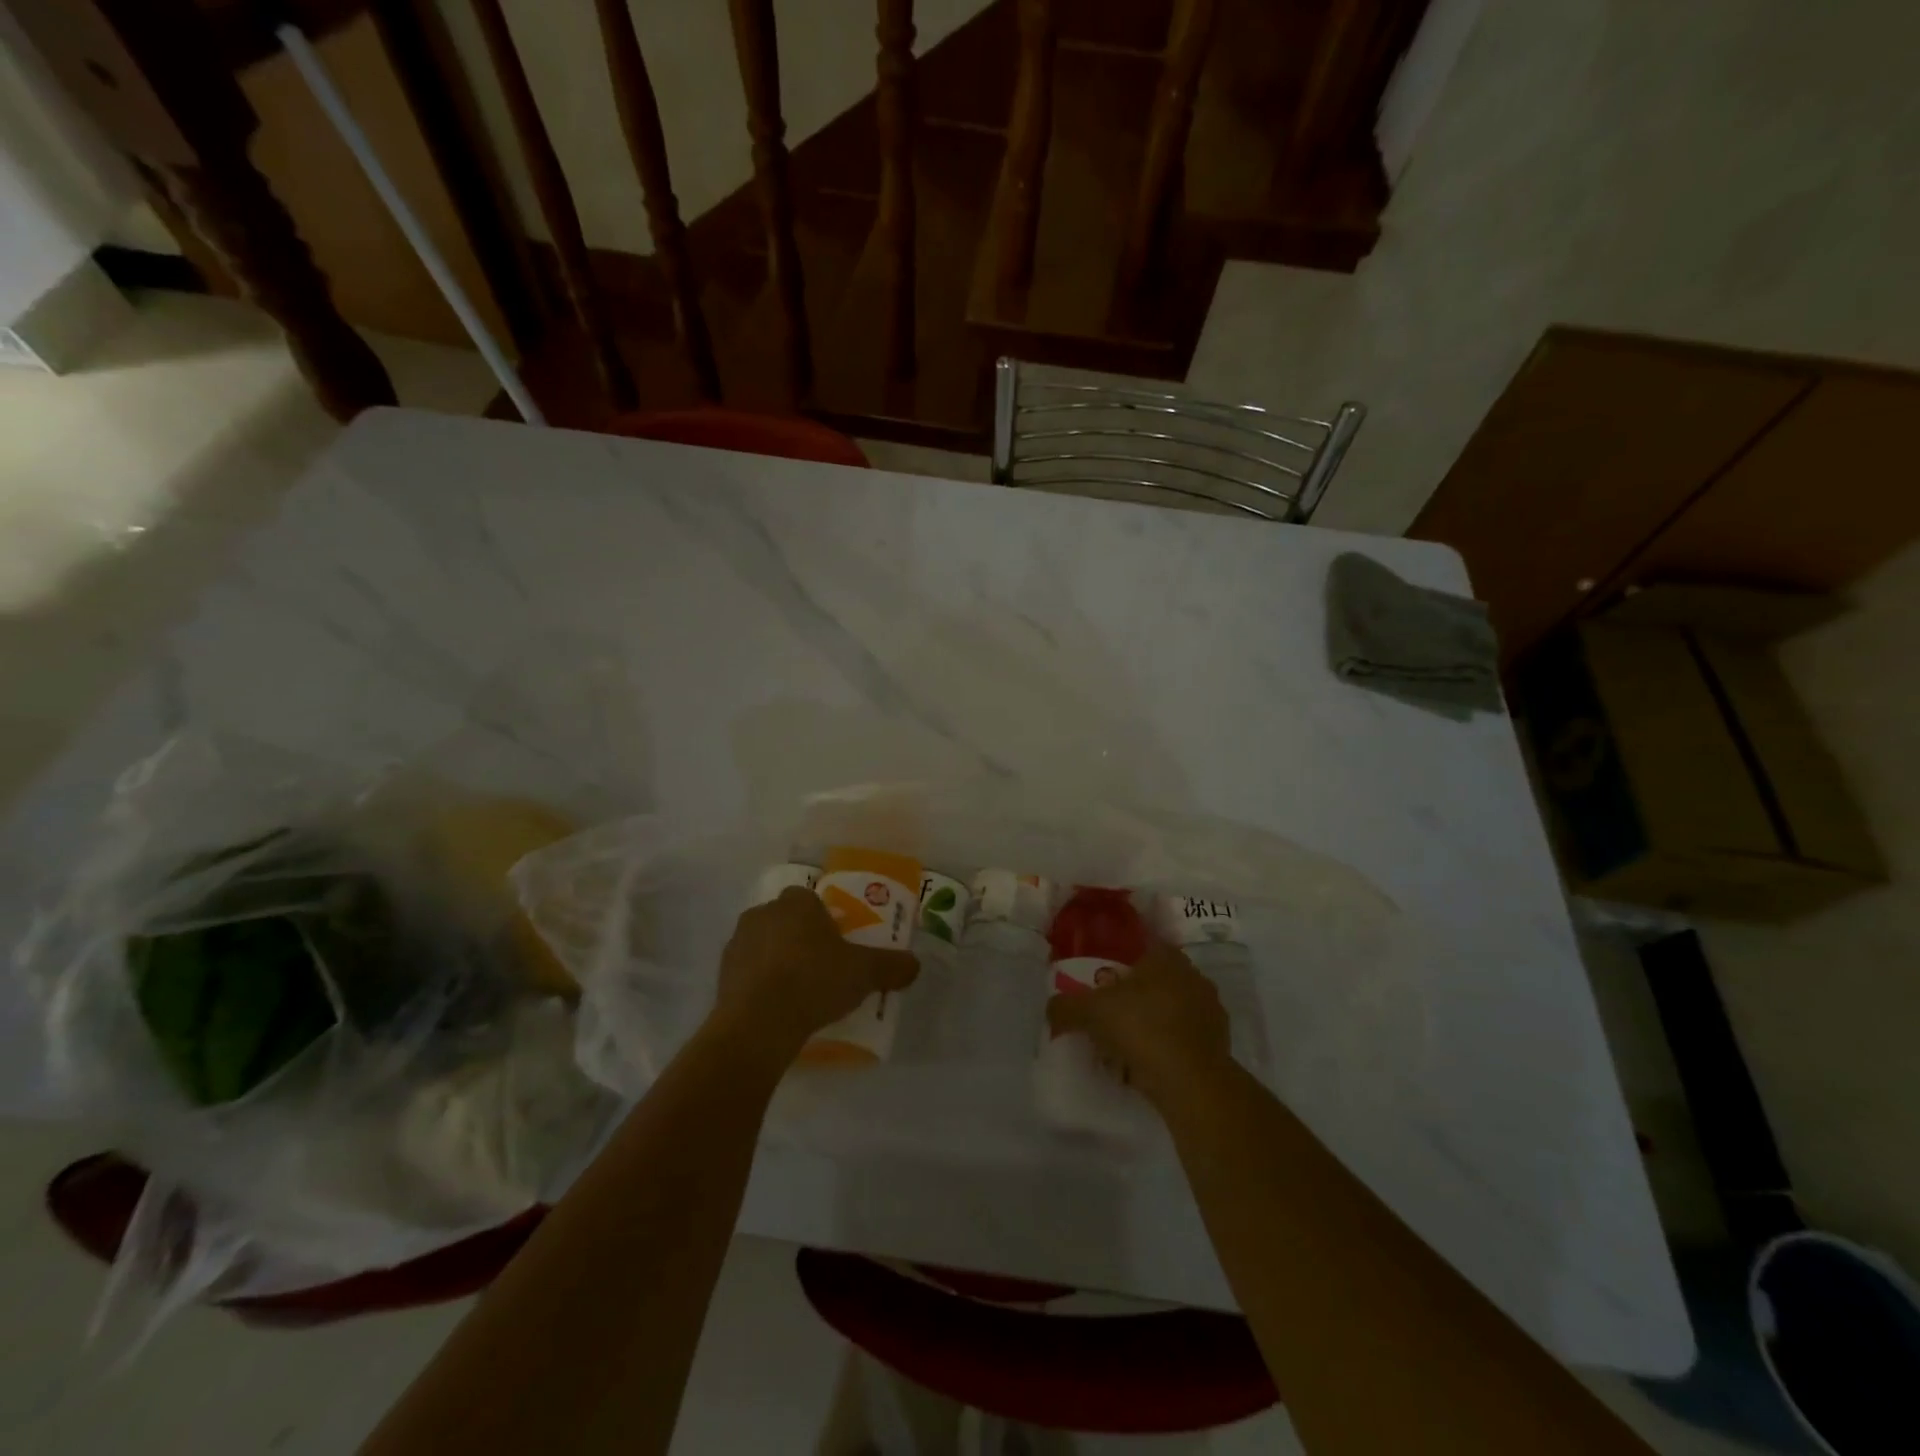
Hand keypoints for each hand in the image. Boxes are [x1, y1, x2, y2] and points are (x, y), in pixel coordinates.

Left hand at [709, 888, 918, 1062]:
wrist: (759, 1023)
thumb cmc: (814, 981)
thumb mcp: (864, 973)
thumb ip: (892, 966)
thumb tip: (915, 965)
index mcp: (797, 902)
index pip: (811, 899)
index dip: (825, 920)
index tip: (837, 945)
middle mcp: (763, 912)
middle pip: (787, 920)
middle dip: (801, 938)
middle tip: (821, 968)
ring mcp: (737, 942)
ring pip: (764, 944)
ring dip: (777, 960)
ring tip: (798, 992)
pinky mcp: (721, 974)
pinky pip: (747, 972)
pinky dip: (760, 984)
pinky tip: (776, 1008)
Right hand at [1047, 942, 1233, 1107]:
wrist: (1192, 1082)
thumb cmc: (1142, 1029)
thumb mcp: (1091, 1012)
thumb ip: (1066, 1007)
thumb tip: (1052, 1009)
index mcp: (1167, 958)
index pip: (1143, 949)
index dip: (1122, 965)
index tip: (1104, 985)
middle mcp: (1193, 977)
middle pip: (1156, 982)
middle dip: (1134, 998)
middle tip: (1110, 1018)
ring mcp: (1211, 1012)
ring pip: (1171, 1012)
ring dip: (1151, 1025)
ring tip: (1125, 1048)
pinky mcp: (1219, 1045)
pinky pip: (1183, 1040)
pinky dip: (1167, 1049)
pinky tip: (1147, 1067)